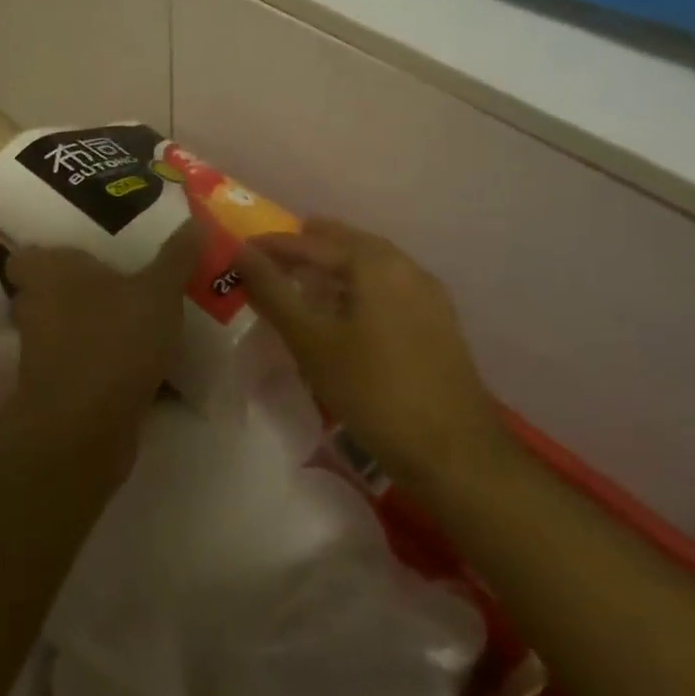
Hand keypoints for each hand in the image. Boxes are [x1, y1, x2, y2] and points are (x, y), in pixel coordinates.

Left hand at [2, 221, 200, 440]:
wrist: (86, 429)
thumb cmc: (114, 340)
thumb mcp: (158, 292)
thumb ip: (175, 257)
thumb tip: (195, 220)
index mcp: (47, 271)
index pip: (26, 253)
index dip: (48, 249)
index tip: (85, 246)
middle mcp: (36, 305)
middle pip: (52, 288)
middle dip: (84, 285)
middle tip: (126, 274)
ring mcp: (43, 349)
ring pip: (70, 326)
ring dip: (97, 323)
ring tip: (141, 313)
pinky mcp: (59, 386)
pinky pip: (85, 360)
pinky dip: (106, 359)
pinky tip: (143, 358)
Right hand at [236, 219, 511, 490]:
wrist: (454, 453)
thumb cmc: (374, 391)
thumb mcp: (312, 341)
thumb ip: (274, 293)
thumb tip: (241, 252)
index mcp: (375, 263)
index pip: (312, 242)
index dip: (273, 245)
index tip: (240, 251)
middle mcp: (405, 267)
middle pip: (346, 243)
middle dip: (307, 246)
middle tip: (272, 255)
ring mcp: (427, 294)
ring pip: (370, 264)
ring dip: (334, 265)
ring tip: (303, 278)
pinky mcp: (437, 322)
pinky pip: (387, 286)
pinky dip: (357, 285)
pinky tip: (345, 308)